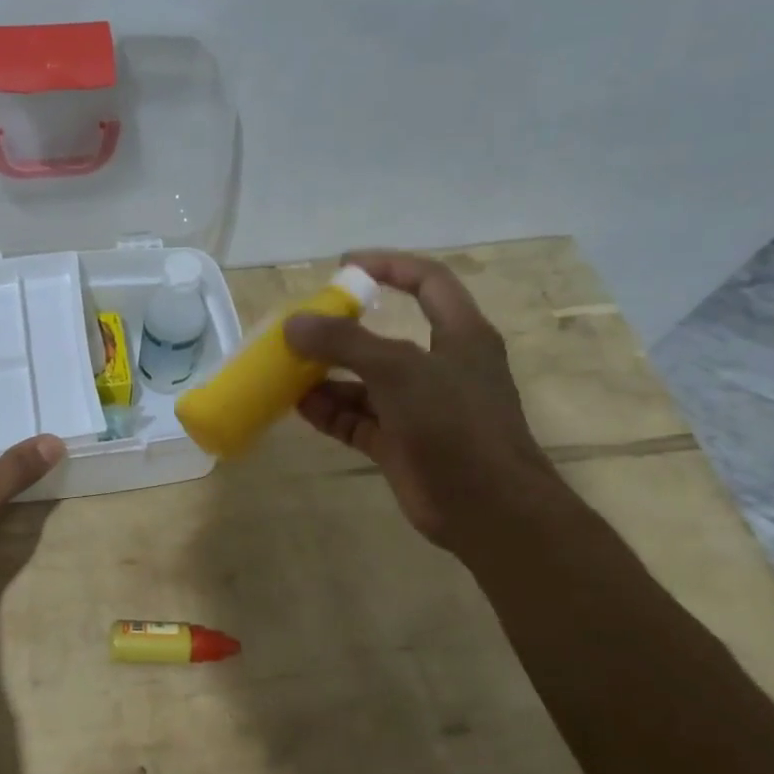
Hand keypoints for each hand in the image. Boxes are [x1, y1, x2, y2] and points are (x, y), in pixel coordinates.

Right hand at [283, 251, 560, 552]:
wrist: (487, 508)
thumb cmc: (454, 424)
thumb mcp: (399, 371)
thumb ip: (345, 342)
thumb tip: (293, 323)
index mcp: (460, 335)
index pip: (428, 282)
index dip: (389, 266)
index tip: (344, 266)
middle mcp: (440, 367)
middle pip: (385, 335)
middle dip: (342, 330)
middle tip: (300, 328)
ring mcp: (419, 408)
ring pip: (365, 381)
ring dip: (327, 375)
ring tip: (286, 369)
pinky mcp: (400, 443)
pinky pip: (357, 418)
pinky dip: (330, 411)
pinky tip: (298, 405)